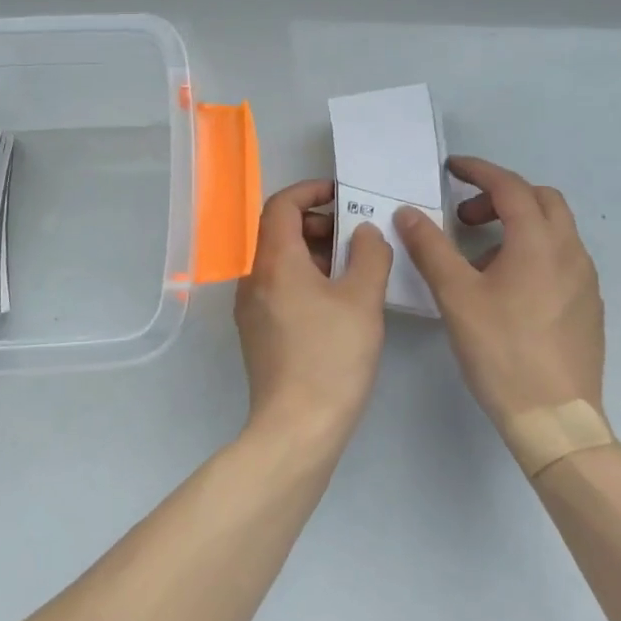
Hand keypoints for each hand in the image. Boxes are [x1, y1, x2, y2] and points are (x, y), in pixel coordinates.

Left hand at [234, 179, 392, 452]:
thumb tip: (364, 232)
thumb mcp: (362, 300)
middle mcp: (254, 277)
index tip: (341, 196)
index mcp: (274, 260)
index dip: (310, 191)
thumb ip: (369, 255)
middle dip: (317, 223)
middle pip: (279, 230)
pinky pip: (278, 286)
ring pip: (280, 260)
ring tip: (353, 268)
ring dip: (314, 251)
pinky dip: (305, 277)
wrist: (295, 429)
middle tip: (355, 235)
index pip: (281, 204)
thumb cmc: (331, 357)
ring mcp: (251, 306)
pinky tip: (336, 300)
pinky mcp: (257, 331)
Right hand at [394, 157, 605, 429]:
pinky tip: (506, 289)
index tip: (451, 169)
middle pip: (540, 200)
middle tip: (464, 216)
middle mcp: (570, 252)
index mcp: (539, 242)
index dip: (479, 171)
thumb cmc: (501, 350)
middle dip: (501, 196)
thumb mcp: (455, 295)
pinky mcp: (588, 307)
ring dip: (516, 225)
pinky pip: (560, 259)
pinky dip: (532, 252)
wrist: (555, 419)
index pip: (510, 186)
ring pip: (553, 230)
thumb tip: (408, 212)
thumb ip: (430, 247)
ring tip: (478, 257)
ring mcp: (585, 280)